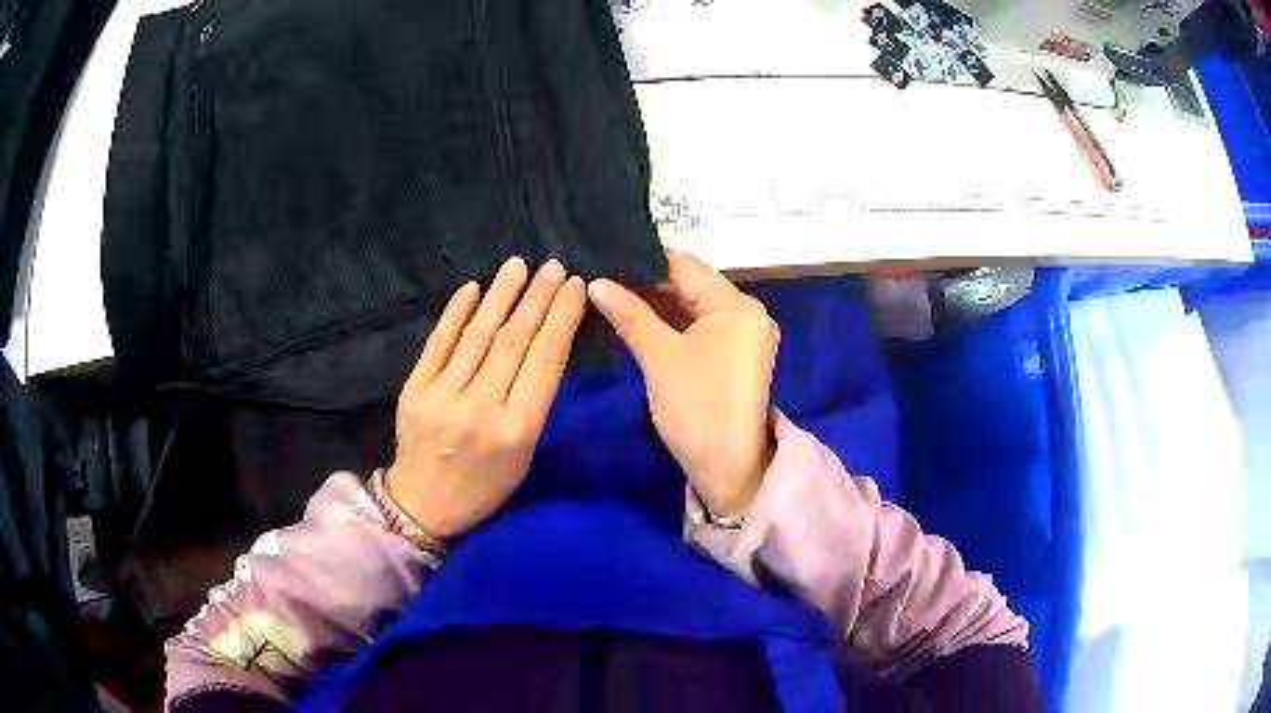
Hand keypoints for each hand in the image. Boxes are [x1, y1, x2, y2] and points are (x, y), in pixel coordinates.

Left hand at [385, 257, 585, 538]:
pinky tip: (472, 287)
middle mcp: (481, 407)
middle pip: (514, 340)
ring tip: (518, 266)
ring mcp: (443, 396)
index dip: (561, 318)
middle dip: (537, 298)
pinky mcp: (414, 389)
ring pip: (478, 335)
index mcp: (518, 429)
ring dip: (500, 295)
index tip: (574, 286)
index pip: (545, 360)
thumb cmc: (485, 487)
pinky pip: (438, 343)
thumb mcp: (524, 454)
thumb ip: (533, 401)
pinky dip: (455, 312)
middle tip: (553, 266)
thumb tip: (543, 344)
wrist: (424, 506)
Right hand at [588, 249, 778, 516]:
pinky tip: (642, 322)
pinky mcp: (739, 356)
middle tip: (603, 280)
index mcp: (736, 304)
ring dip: (660, 306)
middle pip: (692, 285)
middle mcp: (749, 312)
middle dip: (648, 284)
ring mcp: (747, 335)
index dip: (643, 261)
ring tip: (614, 297)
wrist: (729, 468)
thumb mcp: (659, 357)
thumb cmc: (696, 408)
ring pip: (696, 308)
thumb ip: (629, 313)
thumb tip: (597, 282)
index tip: (606, 258)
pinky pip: (704, 328)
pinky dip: (676, 325)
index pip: (684, 265)